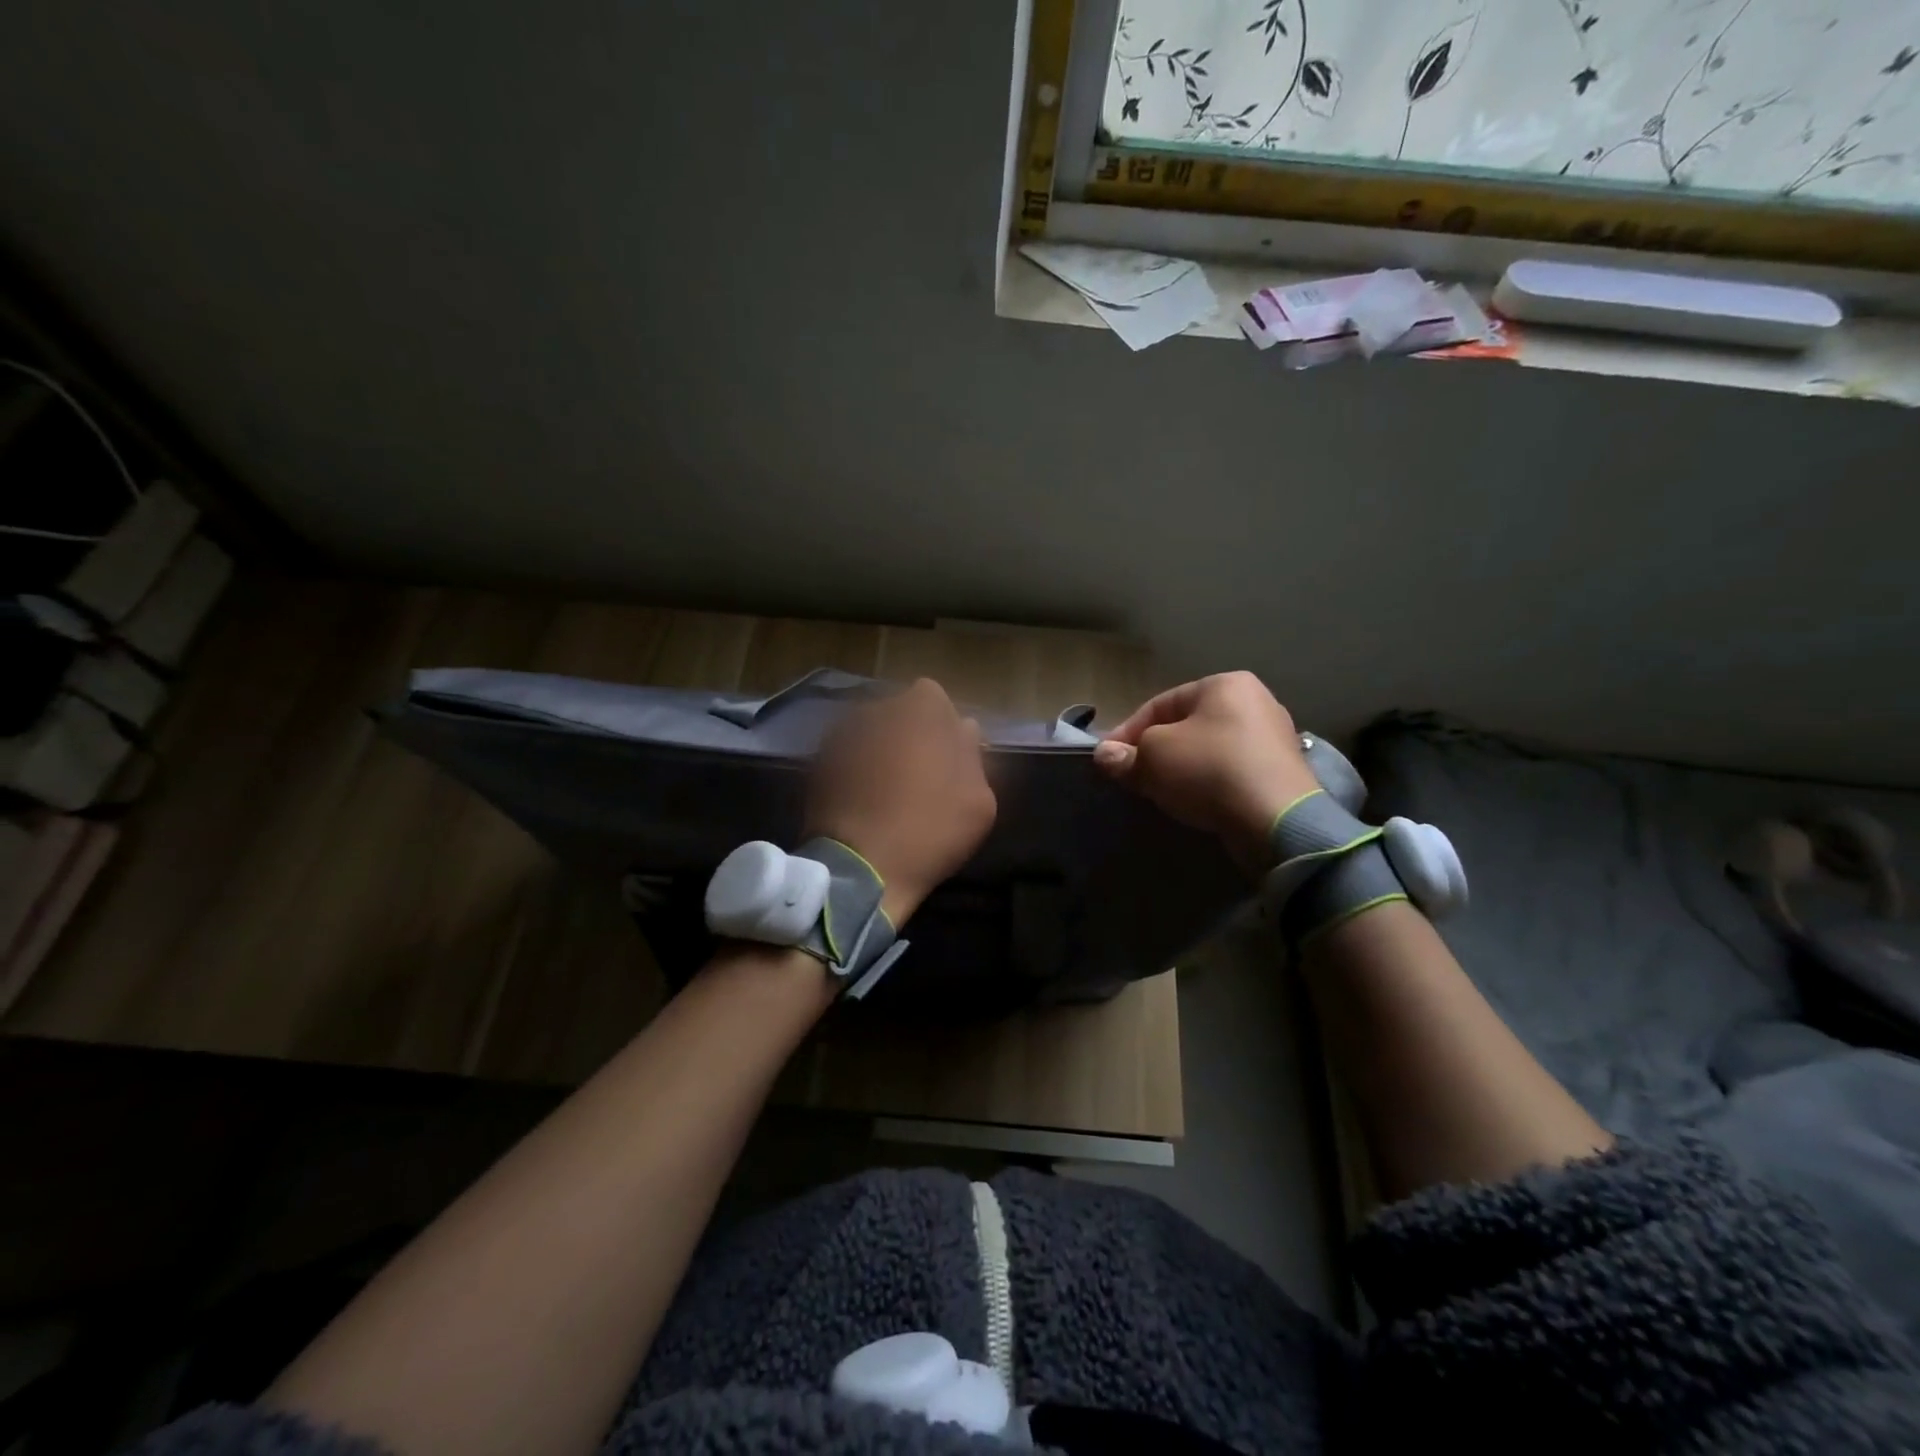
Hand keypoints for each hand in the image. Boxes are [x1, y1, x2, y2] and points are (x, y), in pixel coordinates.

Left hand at [805, 678, 997, 925]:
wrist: (861, 868)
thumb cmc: (931, 828)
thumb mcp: (979, 798)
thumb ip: (971, 754)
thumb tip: (963, 730)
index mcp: (921, 708)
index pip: (935, 699)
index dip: (943, 727)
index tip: (949, 758)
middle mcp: (878, 708)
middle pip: (900, 713)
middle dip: (911, 734)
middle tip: (922, 774)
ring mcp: (842, 733)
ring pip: (873, 733)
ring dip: (883, 751)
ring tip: (891, 792)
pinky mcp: (818, 761)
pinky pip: (849, 756)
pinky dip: (857, 770)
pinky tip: (866, 803)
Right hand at [1093, 671, 1320, 869]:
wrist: (1276, 819)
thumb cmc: (1208, 770)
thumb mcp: (1153, 758)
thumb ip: (1126, 754)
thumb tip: (1104, 756)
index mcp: (1224, 684)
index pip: (1160, 704)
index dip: (1127, 731)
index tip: (1108, 758)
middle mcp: (1255, 701)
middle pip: (1187, 726)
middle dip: (1156, 750)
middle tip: (1134, 775)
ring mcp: (1274, 737)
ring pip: (1210, 749)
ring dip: (1182, 768)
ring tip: (1161, 791)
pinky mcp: (1283, 772)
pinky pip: (1232, 771)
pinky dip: (1210, 783)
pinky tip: (1196, 801)